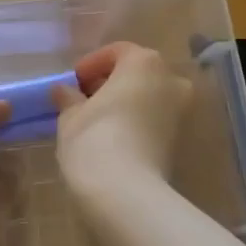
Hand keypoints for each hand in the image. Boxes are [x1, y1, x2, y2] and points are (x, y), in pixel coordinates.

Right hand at [52, 42, 192, 189]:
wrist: (126, 193)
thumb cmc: (93, 139)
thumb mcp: (70, 116)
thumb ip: (69, 98)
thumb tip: (63, 91)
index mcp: (144, 62)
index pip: (116, 52)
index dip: (91, 65)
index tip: (73, 83)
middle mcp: (170, 79)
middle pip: (137, 72)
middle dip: (111, 83)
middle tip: (84, 100)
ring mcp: (181, 110)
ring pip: (149, 97)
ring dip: (126, 103)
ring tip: (97, 121)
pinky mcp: (181, 139)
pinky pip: (154, 120)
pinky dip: (137, 122)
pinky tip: (114, 137)